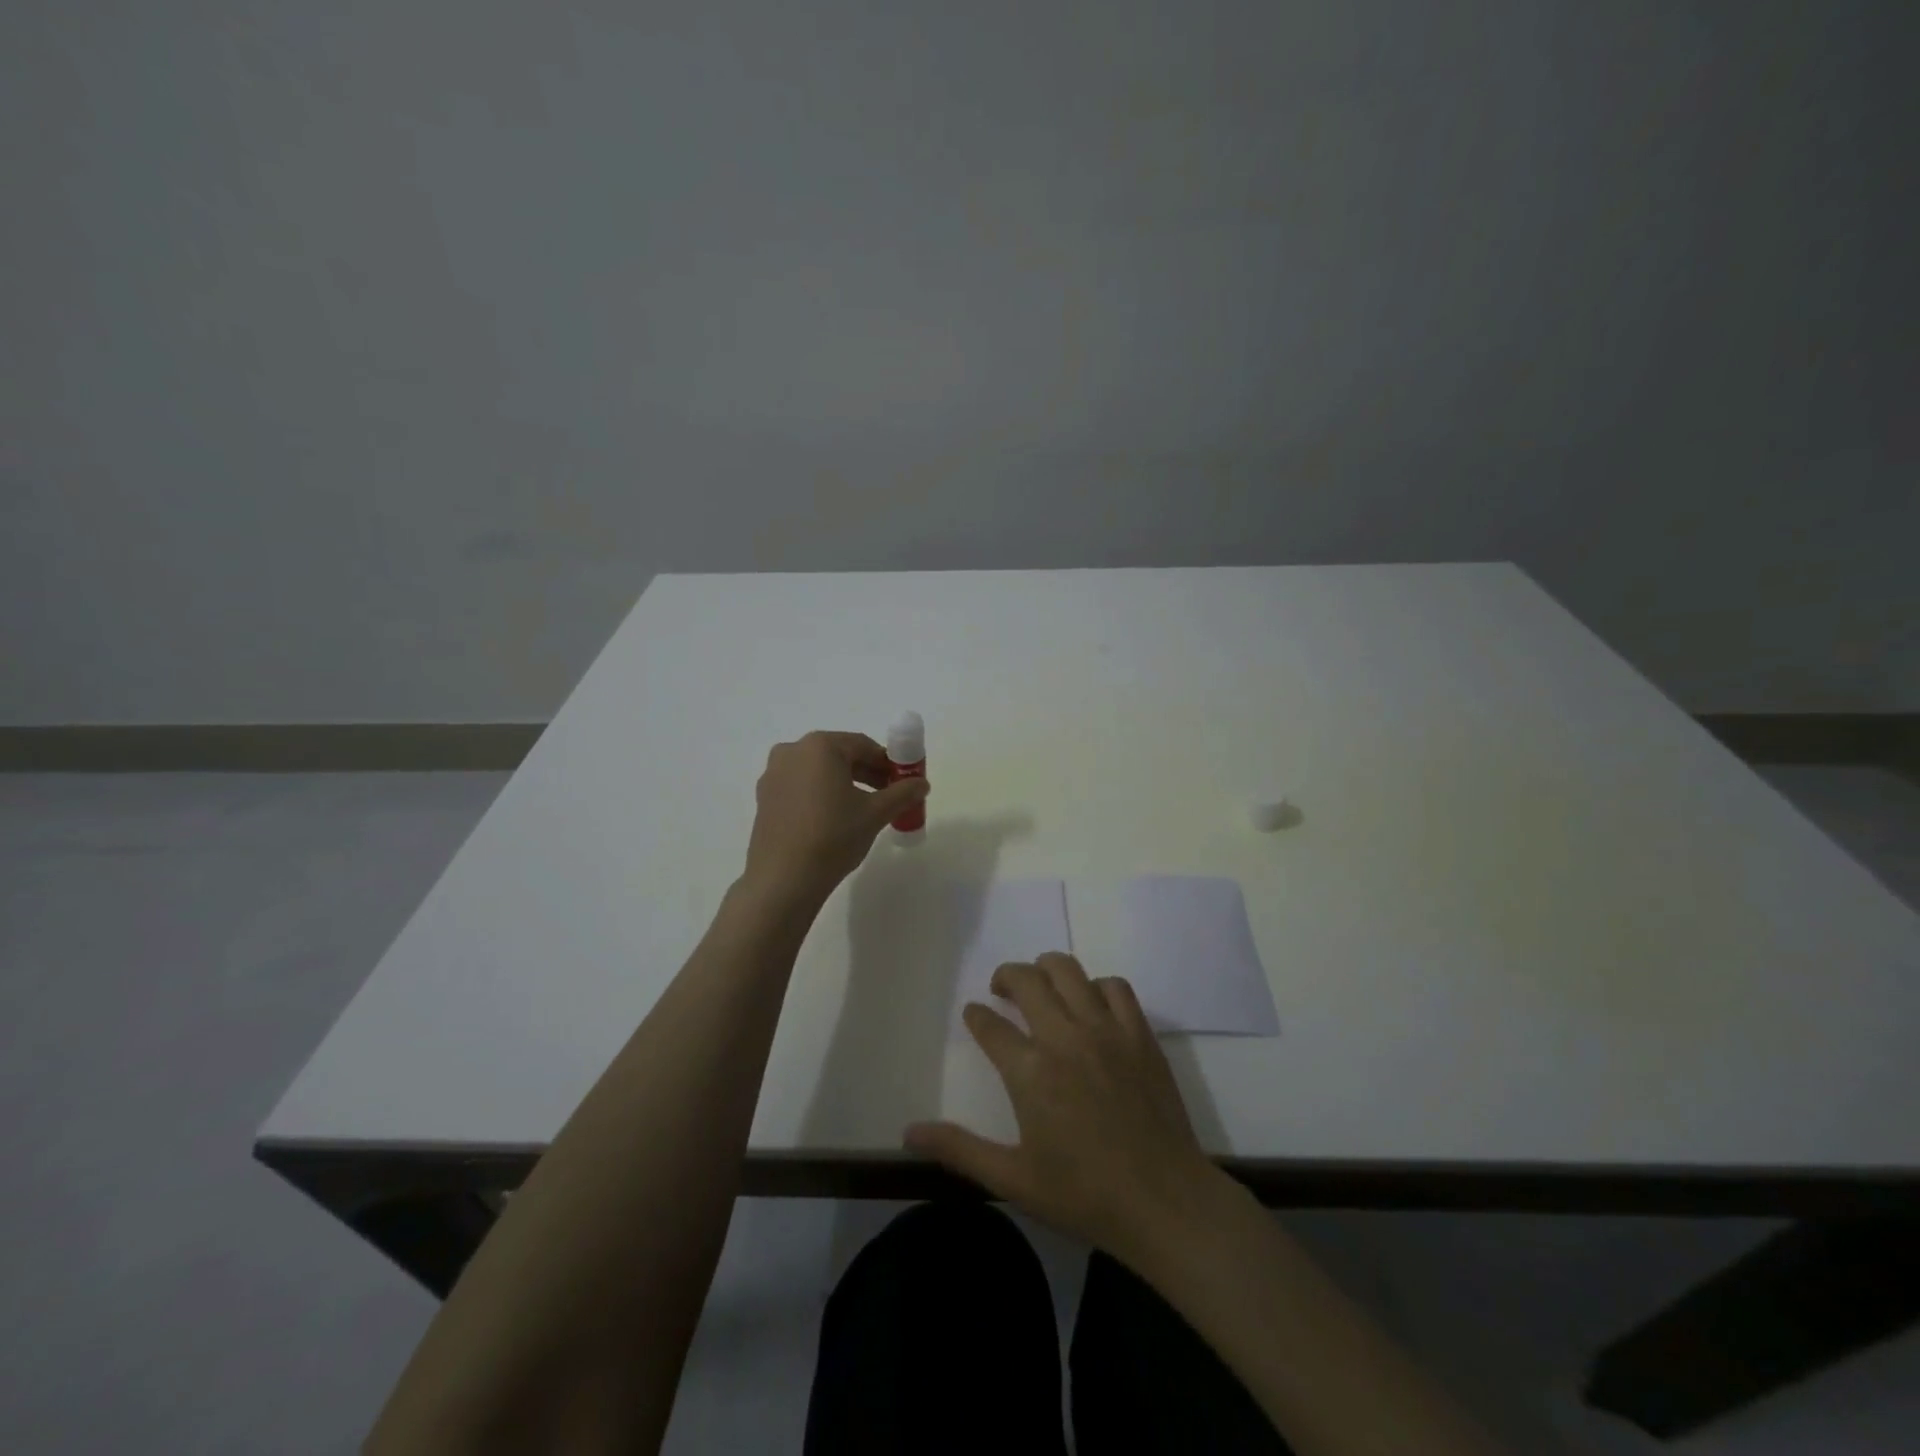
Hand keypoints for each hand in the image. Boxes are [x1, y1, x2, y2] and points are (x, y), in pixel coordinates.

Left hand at [742, 731, 928, 901]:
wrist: (784, 879)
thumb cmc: (833, 836)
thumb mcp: (875, 813)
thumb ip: (902, 793)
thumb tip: (922, 784)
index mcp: (820, 746)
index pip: (863, 745)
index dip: (887, 763)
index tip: (902, 782)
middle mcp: (792, 751)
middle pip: (839, 756)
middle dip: (866, 773)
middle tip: (887, 796)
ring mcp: (773, 775)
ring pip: (818, 772)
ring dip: (844, 784)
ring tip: (863, 810)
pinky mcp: (764, 798)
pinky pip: (800, 787)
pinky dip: (820, 795)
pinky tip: (833, 820)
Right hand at [905, 952, 1221, 1265]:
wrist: (1165, 1203)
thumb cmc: (1084, 1195)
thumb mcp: (1013, 1179)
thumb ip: (959, 1149)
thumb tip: (908, 1132)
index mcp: (1030, 1072)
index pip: (990, 1025)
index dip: (977, 1016)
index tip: (974, 1014)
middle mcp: (1064, 1037)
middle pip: (1027, 980)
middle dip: (1006, 976)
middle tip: (1001, 990)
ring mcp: (1105, 1030)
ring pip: (1068, 970)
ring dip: (1047, 969)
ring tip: (1042, 987)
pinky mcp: (1138, 1033)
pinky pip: (1114, 986)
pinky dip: (1096, 985)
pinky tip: (1091, 1005)